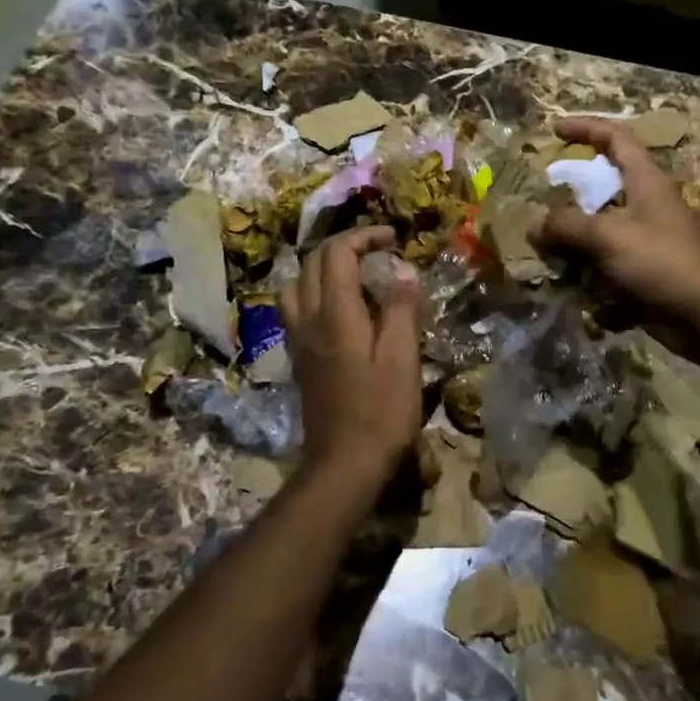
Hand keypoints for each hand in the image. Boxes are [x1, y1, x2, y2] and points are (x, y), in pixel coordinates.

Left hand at [280, 226, 422, 487]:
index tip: (393, 238)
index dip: (364, 236)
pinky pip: (296, 308)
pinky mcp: (299, 357)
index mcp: (335, 314)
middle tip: (379, 250)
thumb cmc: (381, 412)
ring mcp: (299, 339)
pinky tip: (341, 308)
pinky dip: (315, 291)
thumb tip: (402, 268)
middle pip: (313, 262)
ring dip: (323, 267)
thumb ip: (400, 308)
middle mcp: (308, 319)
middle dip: (345, 245)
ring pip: (297, 284)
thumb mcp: (402, 358)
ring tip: (355, 274)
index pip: (338, 253)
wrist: (343, 464)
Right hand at [534, 117, 699, 330]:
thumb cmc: (661, 262)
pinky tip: (564, 285)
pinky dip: (585, 273)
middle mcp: (646, 205)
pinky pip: (605, 264)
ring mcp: (646, 240)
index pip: (616, 138)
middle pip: (604, 185)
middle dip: (570, 191)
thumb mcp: (608, 236)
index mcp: (646, 181)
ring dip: (572, 238)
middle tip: (540, 196)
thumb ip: (566, 225)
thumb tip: (533, 224)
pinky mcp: (643, 271)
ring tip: (540, 245)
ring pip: (600, 229)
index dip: (586, 128)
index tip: (554, 129)